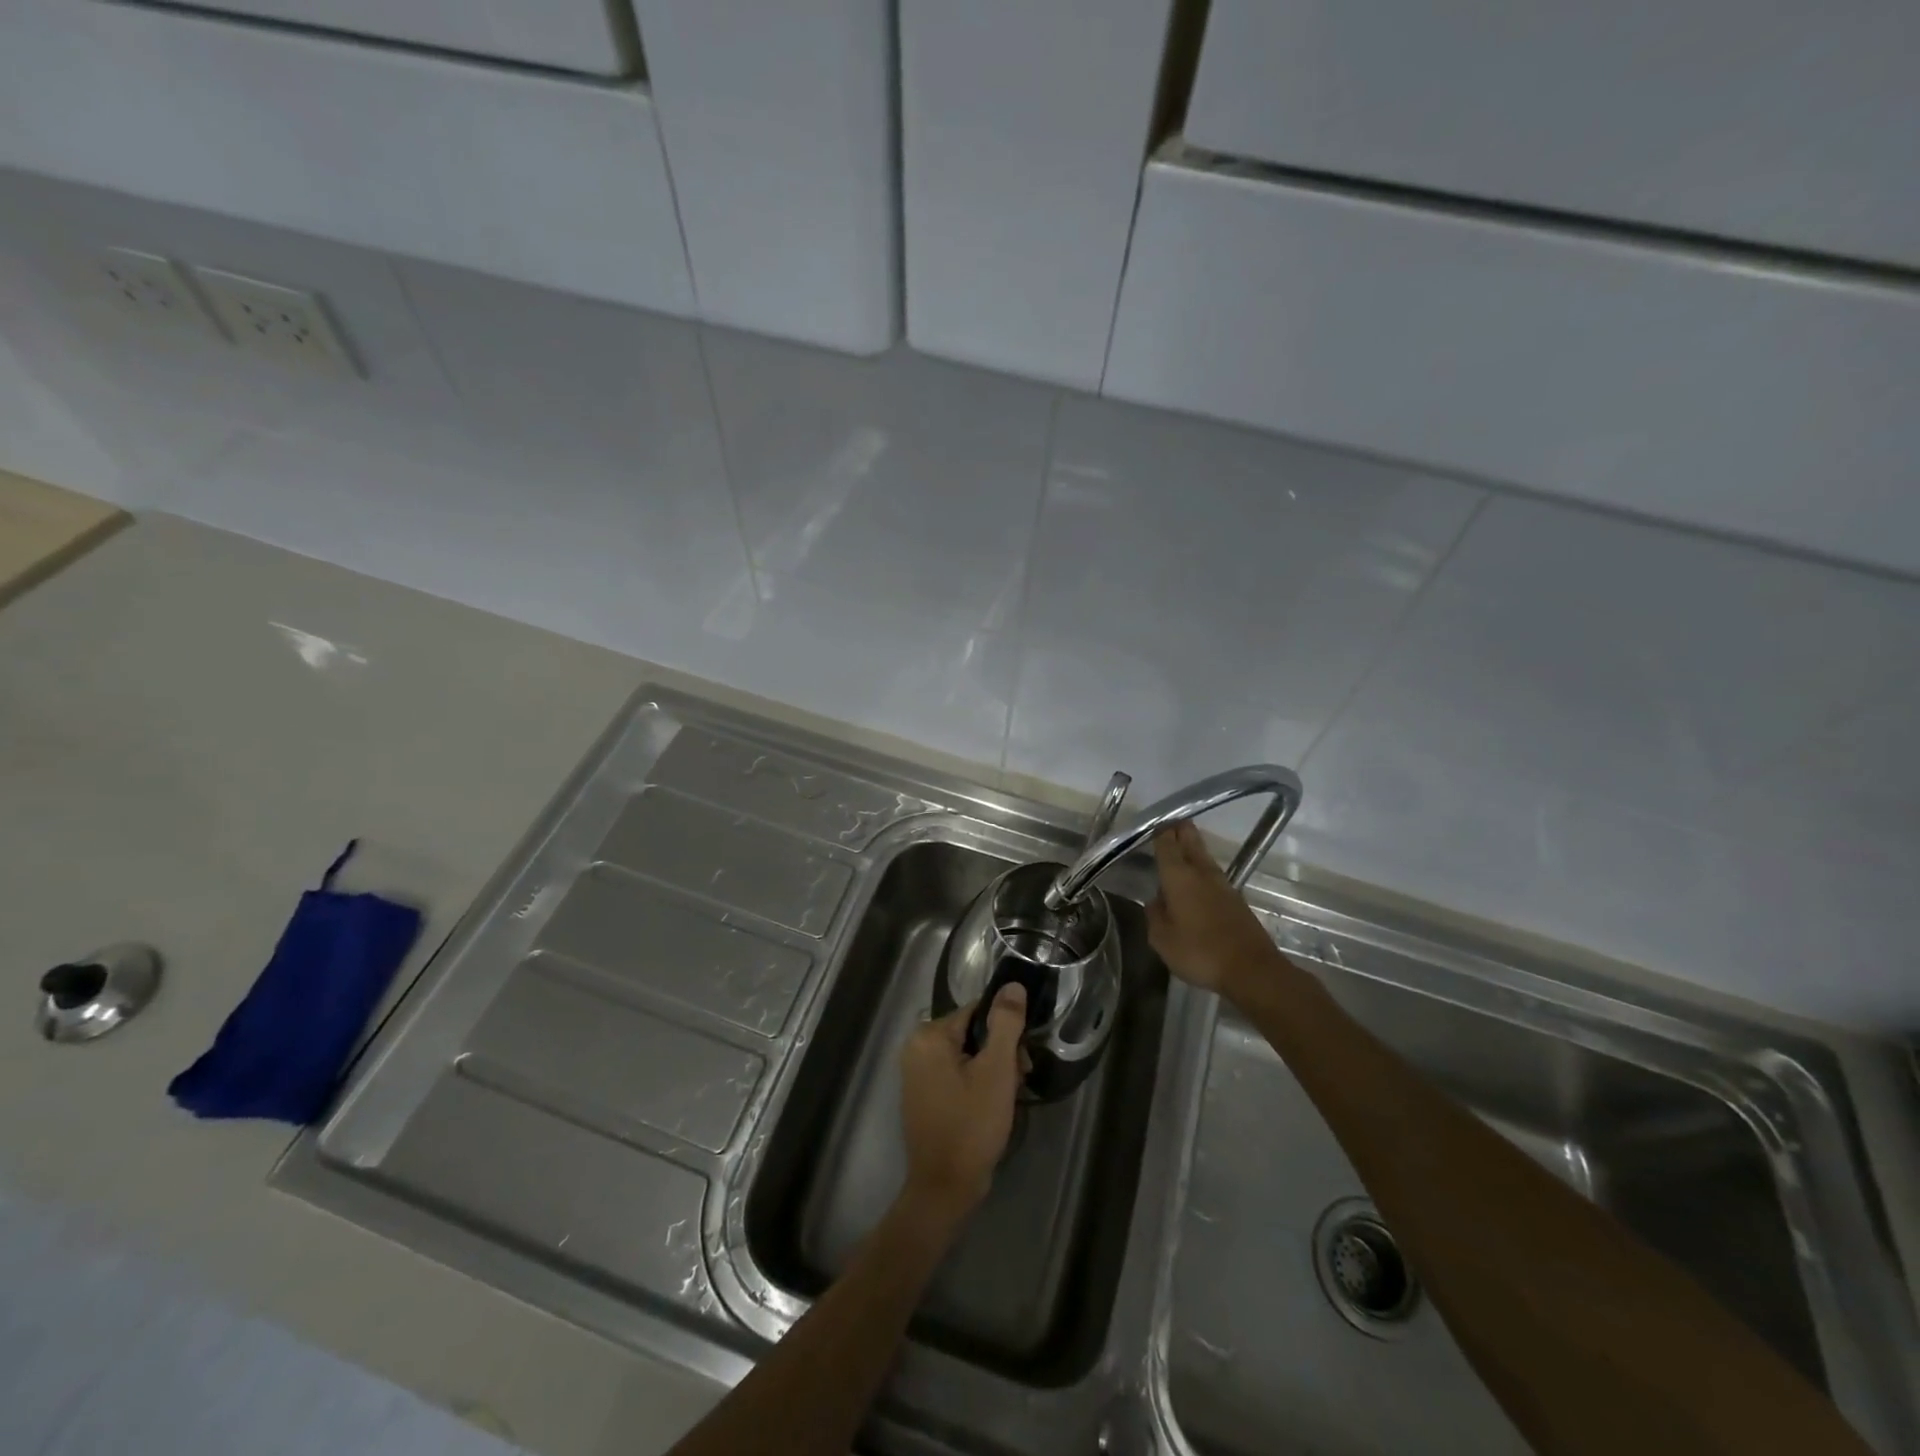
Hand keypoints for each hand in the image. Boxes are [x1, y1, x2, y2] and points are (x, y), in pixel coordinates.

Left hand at [899, 984, 1027, 1218]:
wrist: (945, 1188)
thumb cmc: (971, 1125)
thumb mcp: (996, 1071)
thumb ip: (1005, 1024)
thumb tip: (1013, 986)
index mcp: (929, 1036)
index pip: (978, 1011)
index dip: (1006, 1030)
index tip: (1022, 1058)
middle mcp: (916, 1047)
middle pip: (972, 1033)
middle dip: (1000, 1054)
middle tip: (1018, 1081)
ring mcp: (917, 1073)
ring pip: (968, 1055)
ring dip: (993, 1071)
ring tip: (1007, 1098)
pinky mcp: (924, 1094)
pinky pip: (957, 1074)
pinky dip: (977, 1084)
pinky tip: (992, 1106)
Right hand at [1148, 822, 1279, 996]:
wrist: (1251, 969)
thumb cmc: (1200, 951)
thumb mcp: (1162, 939)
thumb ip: (1154, 914)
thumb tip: (1156, 900)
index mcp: (1178, 876)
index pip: (1166, 842)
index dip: (1158, 830)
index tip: (1150, 825)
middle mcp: (1201, 871)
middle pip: (1190, 838)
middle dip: (1178, 829)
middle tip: (1165, 826)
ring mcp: (1222, 883)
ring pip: (1202, 854)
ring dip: (1190, 848)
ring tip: (1176, 851)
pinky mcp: (1235, 897)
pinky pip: (1212, 873)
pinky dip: (1200, 869)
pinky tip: (1193, 881)